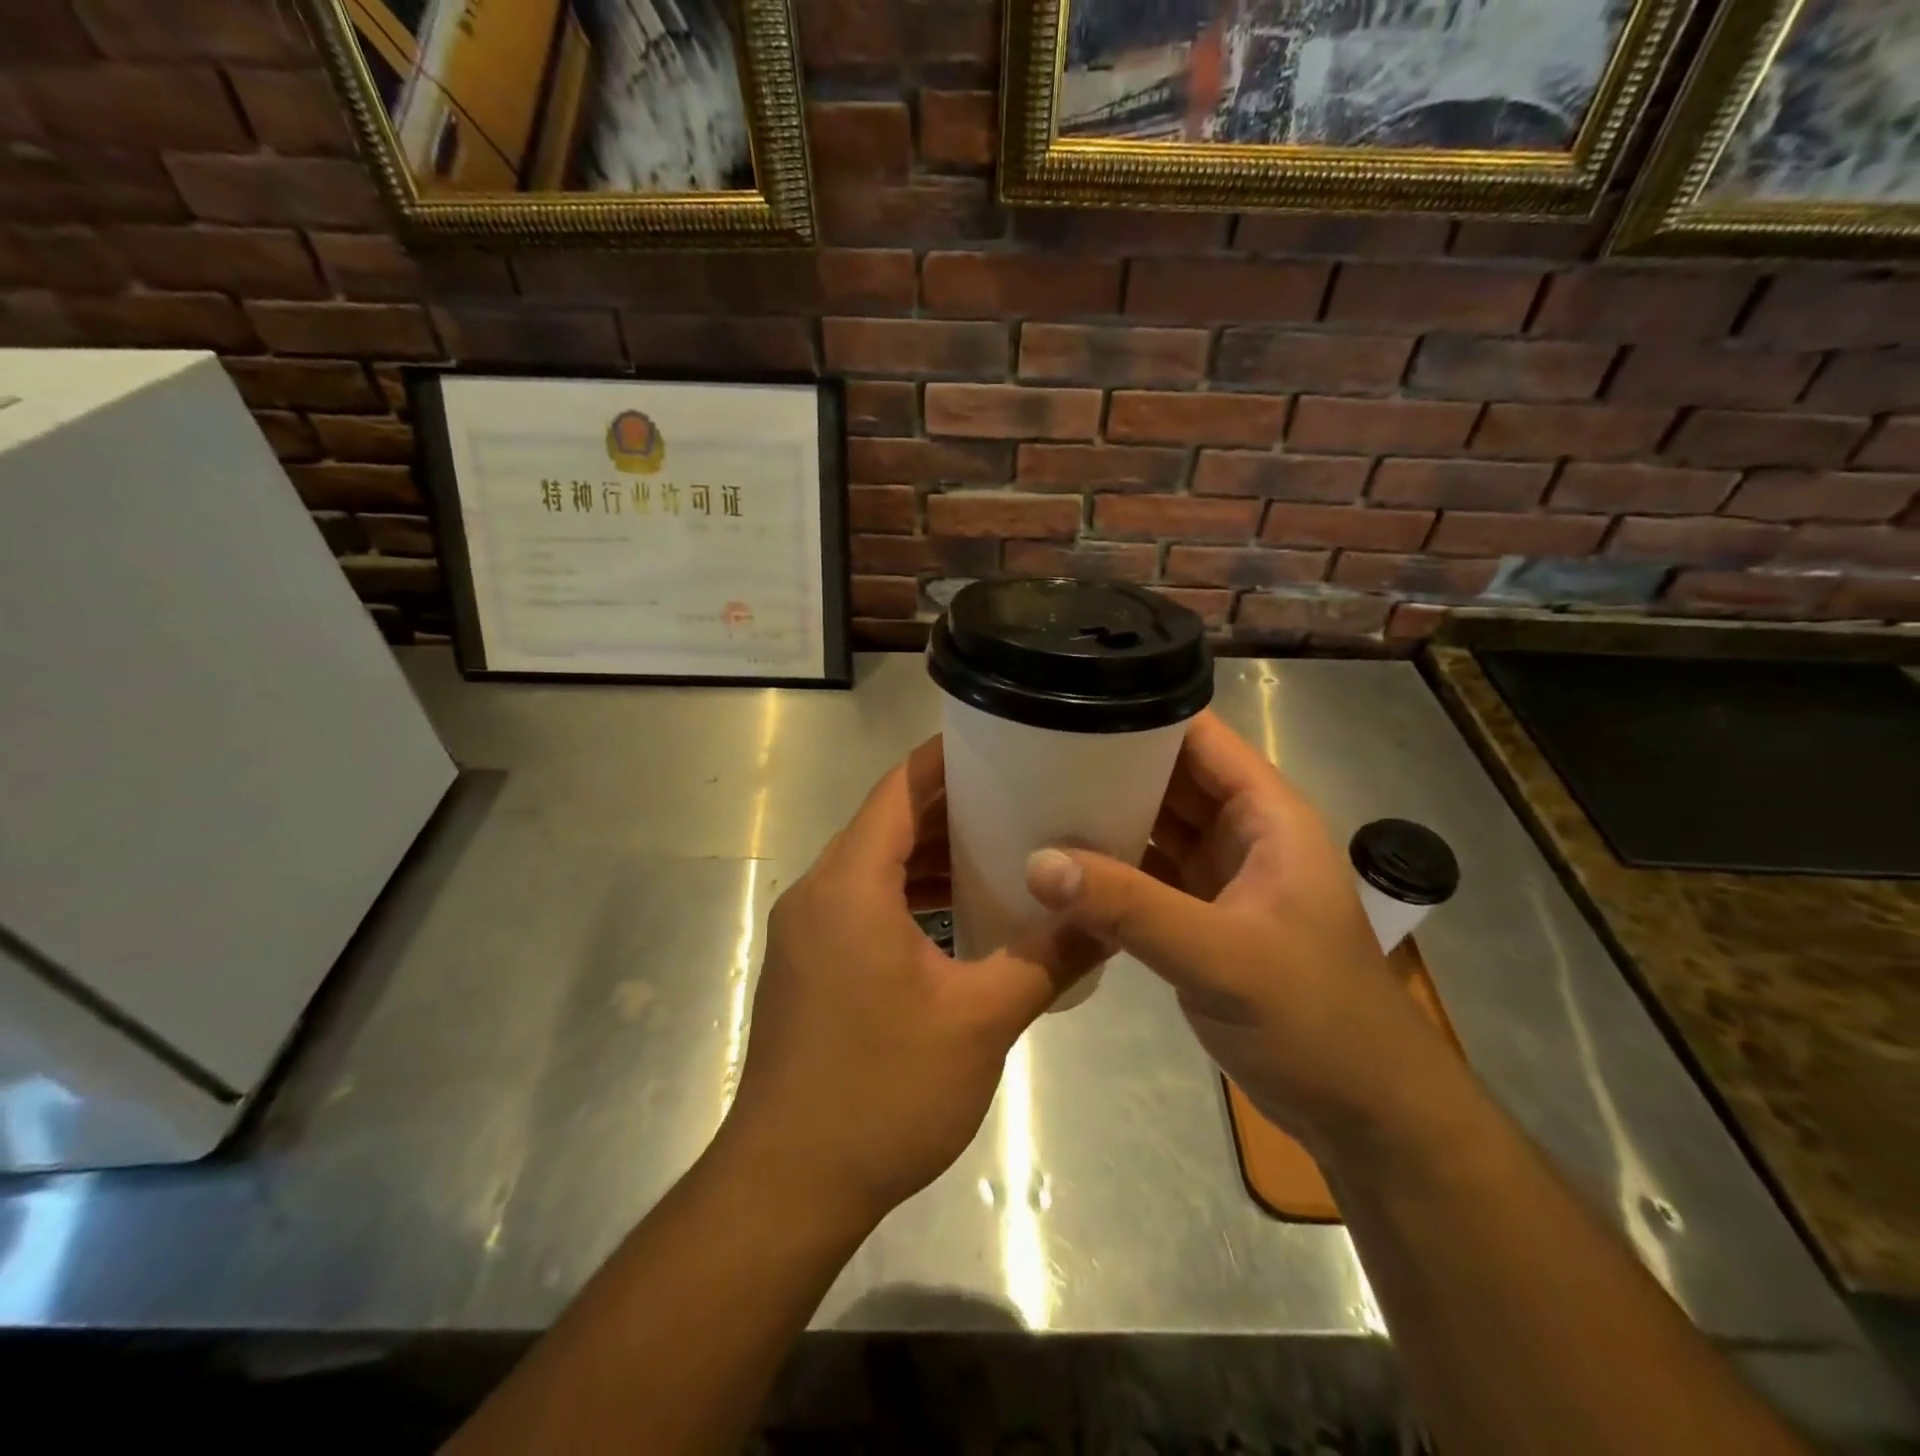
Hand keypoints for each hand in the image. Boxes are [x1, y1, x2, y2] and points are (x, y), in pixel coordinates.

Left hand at [720, 737, 1101, 1228]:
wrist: (788, 1185)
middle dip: (946, 805)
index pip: (898, 789)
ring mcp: (806, 931)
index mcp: (850, 885)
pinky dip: (905, 893)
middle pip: (884, 822)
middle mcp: (818, 893)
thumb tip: (1106, 918)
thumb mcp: (980, 1020)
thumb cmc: (882, 1091)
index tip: (998, 741)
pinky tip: (954, 912)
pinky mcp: (807, 965)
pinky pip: (860, 902)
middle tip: (1016, 794)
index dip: (944, 759)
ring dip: (926, 852)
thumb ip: (1046, 959)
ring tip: (997, 846)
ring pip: (871, 865)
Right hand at [1024, 711, 1453, 1155]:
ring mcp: (1221, 877)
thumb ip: (1130, 907)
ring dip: (1104, 816)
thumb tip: (1037, 862)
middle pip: (1168, 777)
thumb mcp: (1222, 957)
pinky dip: (1108, 870)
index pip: (1198, 736)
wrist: (1363, 1112)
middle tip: (1030, 753)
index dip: (1140, 712)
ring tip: (1031, 799)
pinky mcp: (1200, 918)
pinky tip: (1058, 868)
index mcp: (1266, 814)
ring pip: (1154, 826)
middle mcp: (1243, 833)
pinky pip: (1145, 875)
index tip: (1067, 705)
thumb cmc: (1315, 1018)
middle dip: (1108, 763)